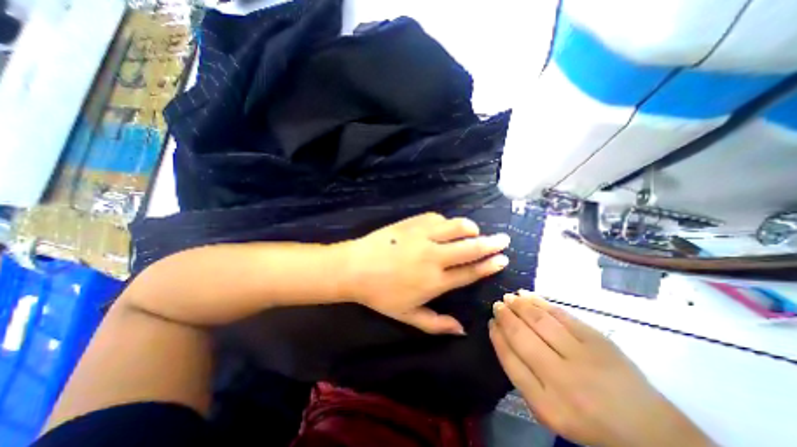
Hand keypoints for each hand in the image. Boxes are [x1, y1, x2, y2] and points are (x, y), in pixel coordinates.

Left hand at [338, 214, 507, 335]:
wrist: (354, 268)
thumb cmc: (380, 295)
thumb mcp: (407, 316)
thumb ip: (436, 324)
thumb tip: (462, 330)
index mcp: (435, 281)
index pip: (470, 272)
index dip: (488, 265)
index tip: (502, 259)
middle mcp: (434, 256)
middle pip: (470, 247)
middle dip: (491, 243)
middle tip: (503, 239)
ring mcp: (422, 236)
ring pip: (456, 226)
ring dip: (470, 228)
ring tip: (475, 231)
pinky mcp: (412, 223)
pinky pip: (436, 218)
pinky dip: (446, 222)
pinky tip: (445, 226)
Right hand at [489, 291, 711, 446]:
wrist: (650, 431)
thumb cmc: (587, 420)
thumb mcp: (547, 410)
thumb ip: (521, 376)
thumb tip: (502, 336)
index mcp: (547, 405)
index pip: (510, 360)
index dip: (497, 337)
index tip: (490, 323)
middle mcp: (563, 380)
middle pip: (522, 336)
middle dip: (505, 316)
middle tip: (497, 305)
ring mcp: (583, 357)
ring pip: (539, 320)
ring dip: (519, 305)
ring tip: (509, 298)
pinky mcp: (598, 340)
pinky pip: (561, 314)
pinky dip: (540, 302)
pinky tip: (527, 295)